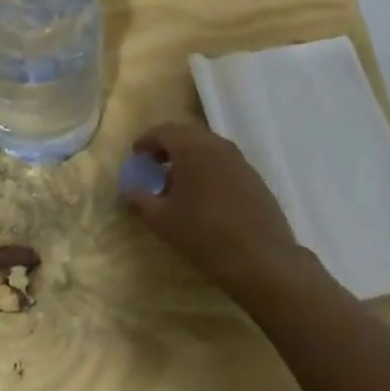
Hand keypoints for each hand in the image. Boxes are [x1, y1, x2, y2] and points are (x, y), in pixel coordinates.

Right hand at [120, 124, 307, 300]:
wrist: (262, 259)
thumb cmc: (204, 234)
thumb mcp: (162, 220)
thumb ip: (140, 200)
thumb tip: (128, 190)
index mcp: (192, 147)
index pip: (164, 131)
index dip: (146, 141)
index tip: (136, 155)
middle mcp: (217, 145)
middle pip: (187, 135)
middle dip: (168, 146)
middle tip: (154, 164)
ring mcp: (240, 161)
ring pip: (208, 148)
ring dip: (189, 158)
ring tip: (178, 183)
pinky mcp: (255, 178)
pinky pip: (224, 163)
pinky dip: (208, 170)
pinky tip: (204, 197)